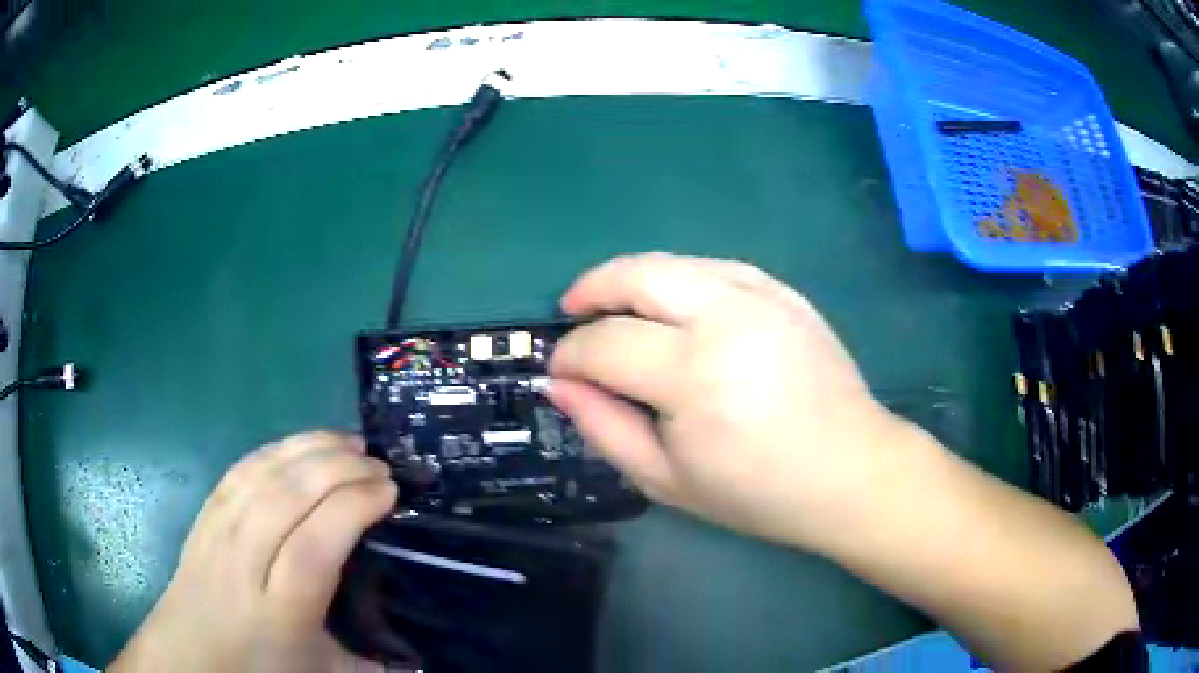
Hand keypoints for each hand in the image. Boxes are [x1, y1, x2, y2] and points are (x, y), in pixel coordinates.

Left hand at [109, 431, 396, 672]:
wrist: (189, 655)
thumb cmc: (258, 669)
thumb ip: (374, 665)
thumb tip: (423, 659)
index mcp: (280, 611)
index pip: (314, 545)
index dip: (352, 508)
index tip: (389, 491)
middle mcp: (244, 563)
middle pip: (286, 497)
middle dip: (337, 468)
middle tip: (377, 463)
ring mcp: (218, 533)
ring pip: (261, 474)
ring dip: (307, 448)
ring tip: (346, 442)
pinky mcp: (204, 516)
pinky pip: (238, 471)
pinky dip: (273, 451)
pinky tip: (297, 447)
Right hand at [548, 253, 902, 549]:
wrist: (849, 472)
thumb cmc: (757, 491)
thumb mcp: (665, 479)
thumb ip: (603, 426)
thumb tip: (559, 383)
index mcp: (694, 374)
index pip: (606, 344)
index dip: (571, 355)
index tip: (558, 369)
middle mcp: (725, 317)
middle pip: (636, 275)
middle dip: (591, 289)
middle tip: (572, 311)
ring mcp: (761, 296)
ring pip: (674, 261)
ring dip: (632, 278)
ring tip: (614, 305)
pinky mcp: (784, 293)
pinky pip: (715, 266)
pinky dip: (679, 278)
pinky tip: (672, 302)